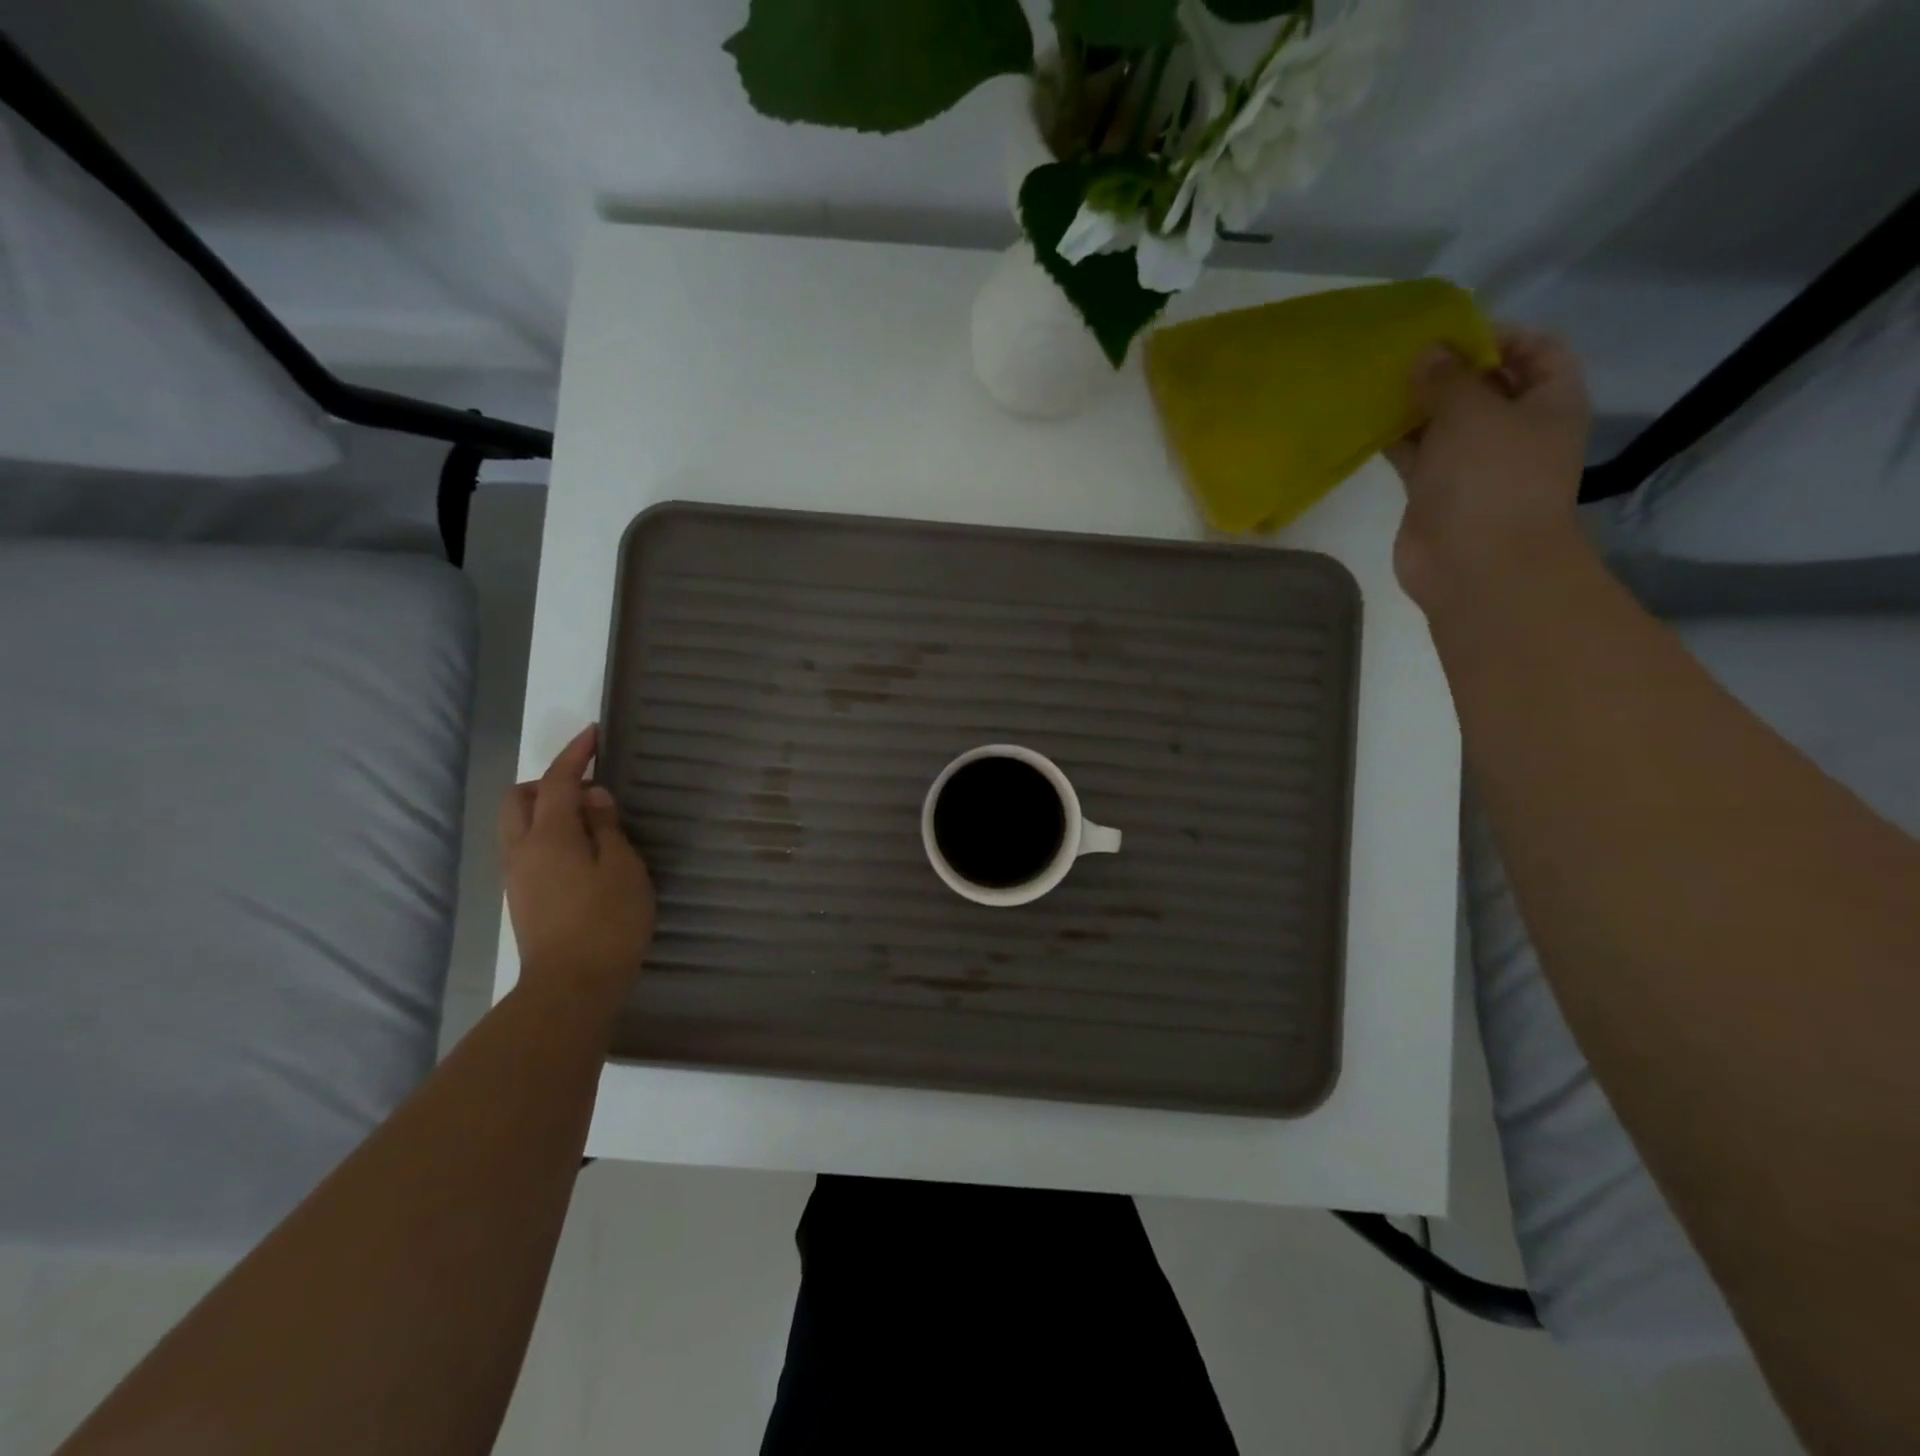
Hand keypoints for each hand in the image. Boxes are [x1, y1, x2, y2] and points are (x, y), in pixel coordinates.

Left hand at [500, 725, 655, 1003]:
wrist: (572, 986)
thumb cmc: (608, 922)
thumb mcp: (623, 868)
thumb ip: (607, 827)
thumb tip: (593, 797)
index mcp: (549, 837)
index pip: (557, 781)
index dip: (575, 754)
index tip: (594, 733)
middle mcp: (522, 850)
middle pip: (520, 798)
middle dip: (549, 781)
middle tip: (589, 787)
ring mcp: (517, 875)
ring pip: (518, 823)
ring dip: (546, 807)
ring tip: (590, 819)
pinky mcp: (522, 896)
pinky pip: (526, 846)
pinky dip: (547, 832)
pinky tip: (581, 849)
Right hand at [1385, 327, 1593, 613]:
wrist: (1475, 565)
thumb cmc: (1490, 479)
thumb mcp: (1472, 413)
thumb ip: (1447, 378)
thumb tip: (1426, 353)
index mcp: (1548, 402)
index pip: (1536, 349)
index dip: (1498, 334)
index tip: (1449, 330)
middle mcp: (1515, 429)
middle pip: (1484, 384)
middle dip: (1447, 369)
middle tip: (1401, 355)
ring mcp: (1473, 464)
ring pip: (1444, 422)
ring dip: (1415, 405)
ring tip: (1377, 384)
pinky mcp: (1435, 492)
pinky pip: (1416, 455)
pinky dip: (1396, 440)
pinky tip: (1367, 423)